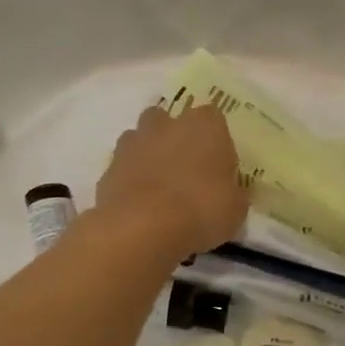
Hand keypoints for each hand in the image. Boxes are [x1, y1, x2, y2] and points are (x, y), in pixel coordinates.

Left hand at [96, 104, 248, 260]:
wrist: (142, 227)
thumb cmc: (201, 210)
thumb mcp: (235, 209)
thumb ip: (233, 193)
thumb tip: (230, 191)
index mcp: (204, 125)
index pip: (213, 118)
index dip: (215, 141)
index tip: (218, 166)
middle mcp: (166, 124)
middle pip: (169, 119)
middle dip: (174, 138)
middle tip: (184, 171)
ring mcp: (132, 142)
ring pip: (141, 138)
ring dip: (148, 155)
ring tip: (158, 188)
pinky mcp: (108, 167)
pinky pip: (123, 166)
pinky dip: (129, 179)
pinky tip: (138, 204)